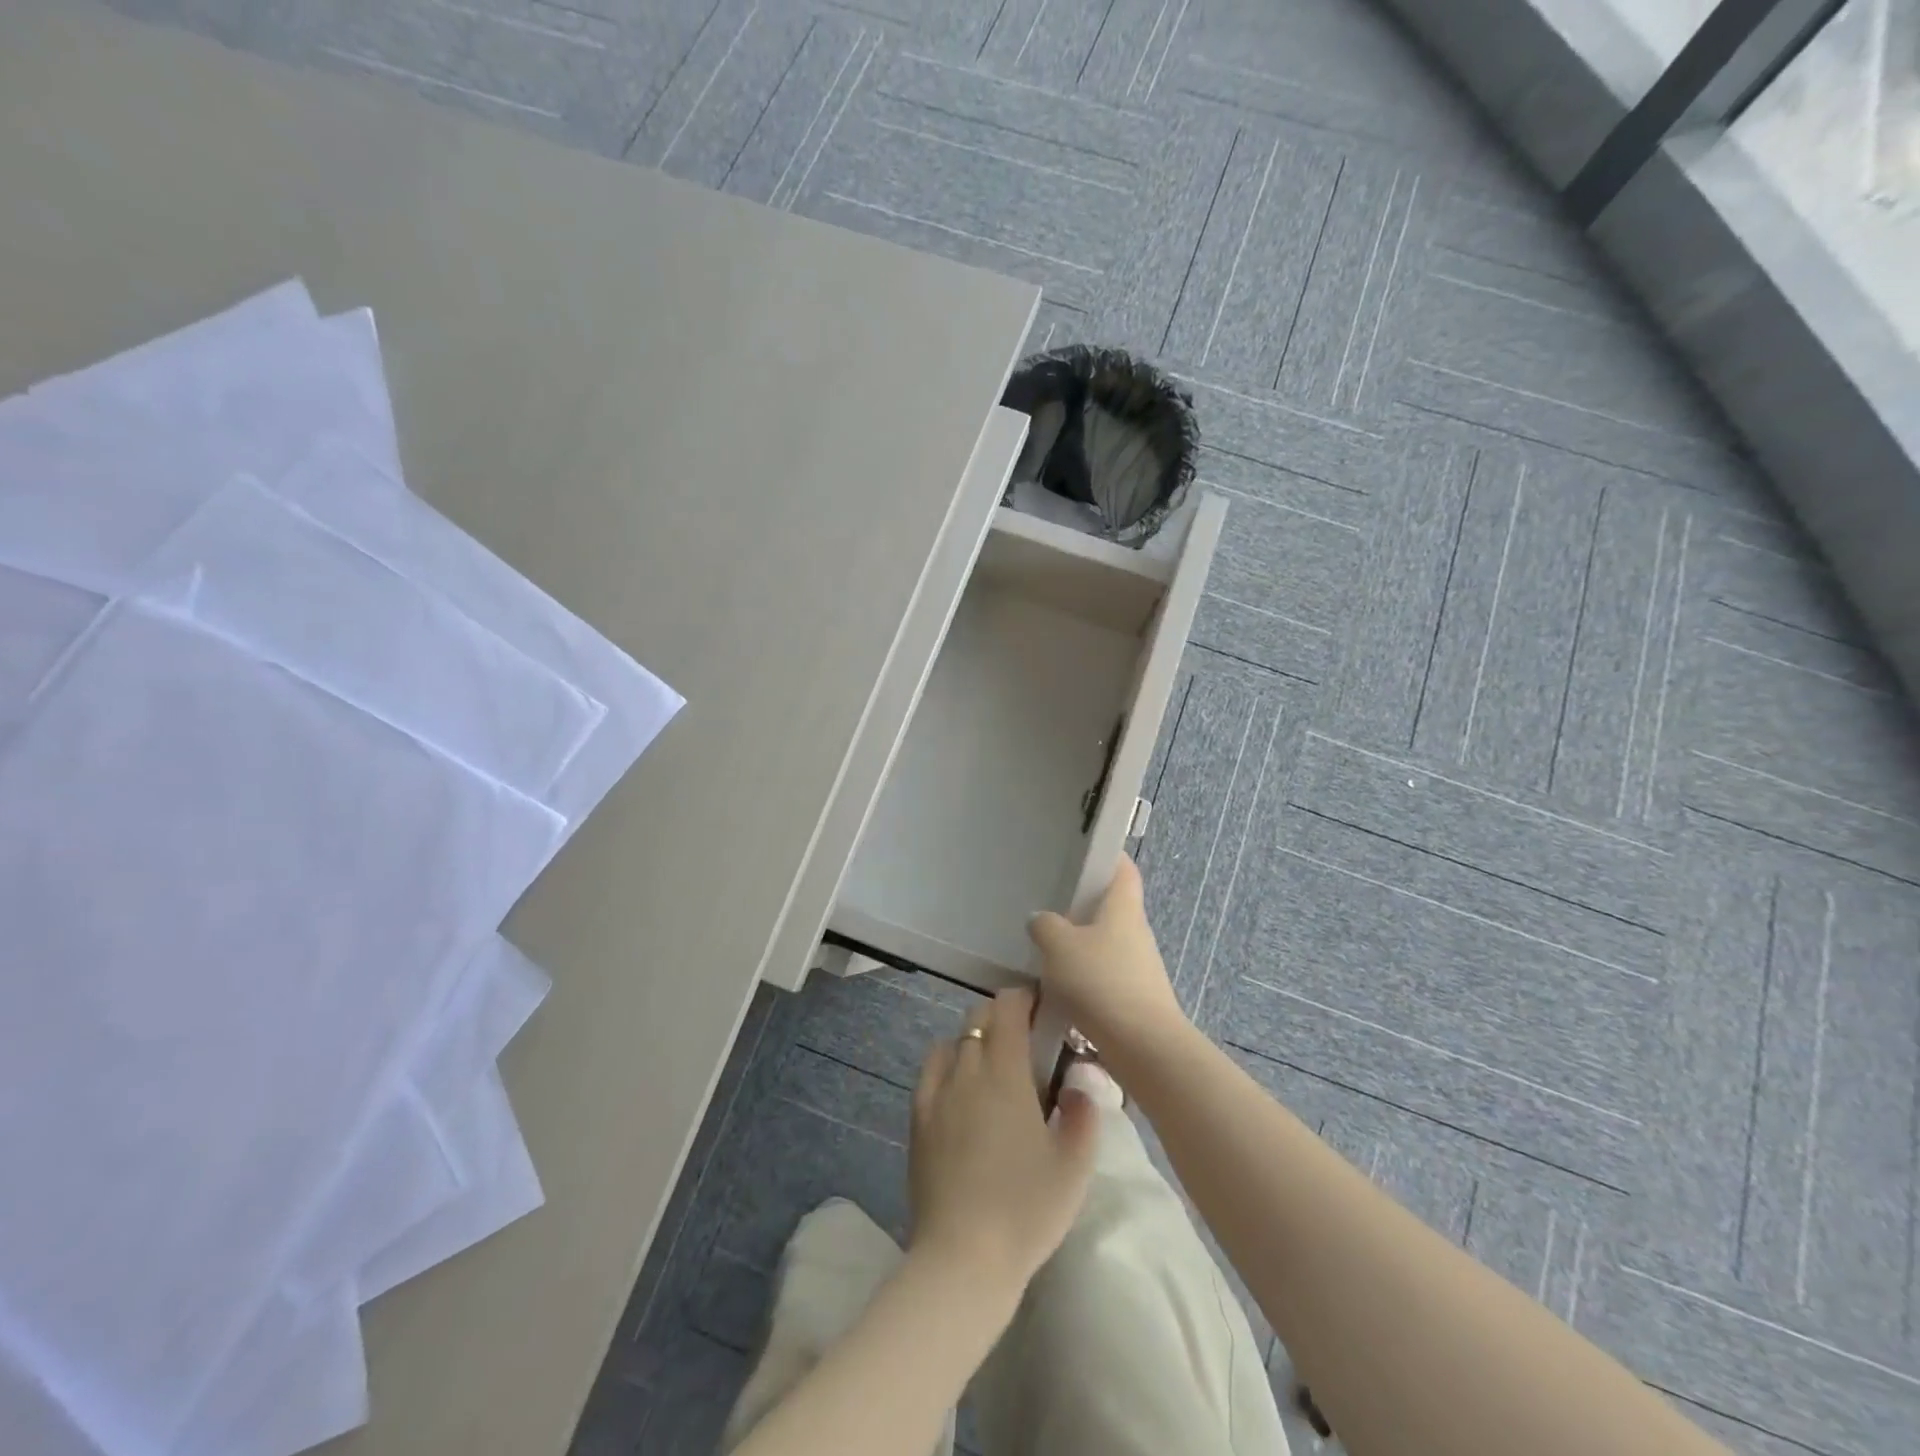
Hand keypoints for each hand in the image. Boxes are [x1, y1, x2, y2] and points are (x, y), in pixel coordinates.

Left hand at [908, 987, 1099, 1293]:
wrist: (963, 1258)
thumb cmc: (1026, 1209)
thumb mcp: (1074, 1166)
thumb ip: (1085, 1114)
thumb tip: (1080, 1082)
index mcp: (1005, 1071)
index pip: (1008, 1007)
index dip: (1024, 998)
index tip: (1043, 1009)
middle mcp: (967, 1069)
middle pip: (978, 1017)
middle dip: (1002, 1016)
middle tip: (1026, 1042)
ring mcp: (936, 1092)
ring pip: (953, 1040)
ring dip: (974, 1039)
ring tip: (993, 1068)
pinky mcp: (917, 1118)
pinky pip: (931, 1070)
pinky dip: (948, 1064)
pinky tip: (961, 1092)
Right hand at [1028, 855, 1188, 1067]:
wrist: (1142, 1046)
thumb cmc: (1101, 981)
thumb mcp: (1060, 946)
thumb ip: (1045, 926)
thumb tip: (1041, 920)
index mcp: (1123, 907)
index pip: (1123, 868)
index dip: (1107, 856)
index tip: (1082, 853)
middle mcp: (1136, 931)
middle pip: (1112, 907)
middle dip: (1083, 906)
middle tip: (1049, 904)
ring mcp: (1139, 966)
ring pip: (1105, 943)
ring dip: (1081, 945)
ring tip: (1047, 949)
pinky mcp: (1134, 996)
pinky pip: (1105, 975)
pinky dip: (1084, 976)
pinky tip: (1060, 988)